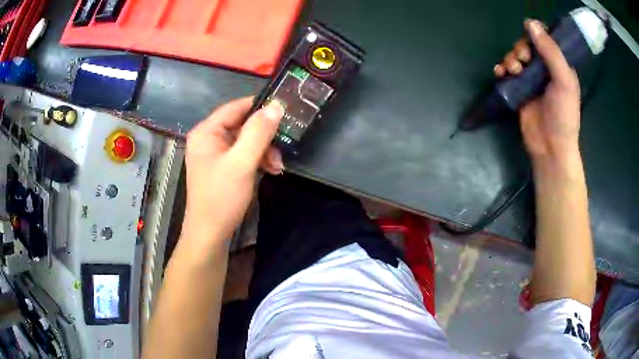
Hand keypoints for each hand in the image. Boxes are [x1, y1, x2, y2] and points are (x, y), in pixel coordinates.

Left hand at [183, 98, 284, 242]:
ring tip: (277, 166)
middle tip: (282, 149)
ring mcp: (215, 153)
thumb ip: (259, 132)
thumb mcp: (242, 162)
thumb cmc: (222, 197)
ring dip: (264, 151)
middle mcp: (209, 138)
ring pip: (246, 140)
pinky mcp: (222, 166)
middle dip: (264, 137)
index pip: (236, 107)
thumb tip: (276, 106)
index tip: (285, 110)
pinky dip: (258, 160)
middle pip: (242, 124)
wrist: (210, 233)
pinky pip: (243, 154)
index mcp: (206, 132)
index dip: (260, 106)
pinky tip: (270, 170)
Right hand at [495, 20, 580, 160]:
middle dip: (521, 48)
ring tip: (513, 71)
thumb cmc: (563, 116)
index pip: (545, 39)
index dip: (535, 34)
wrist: (550, 147)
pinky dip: (501, 69)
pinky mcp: (519, 90)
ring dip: (510, 59)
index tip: (530, 39)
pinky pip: (507, 72)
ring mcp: (531, 79)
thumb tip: (530, 23)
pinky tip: (500, 74)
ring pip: (516, 56)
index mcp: (559, 65)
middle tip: (522, 60)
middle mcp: (545, 69)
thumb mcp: (563, 81)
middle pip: (527, 45)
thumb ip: (551, 52)